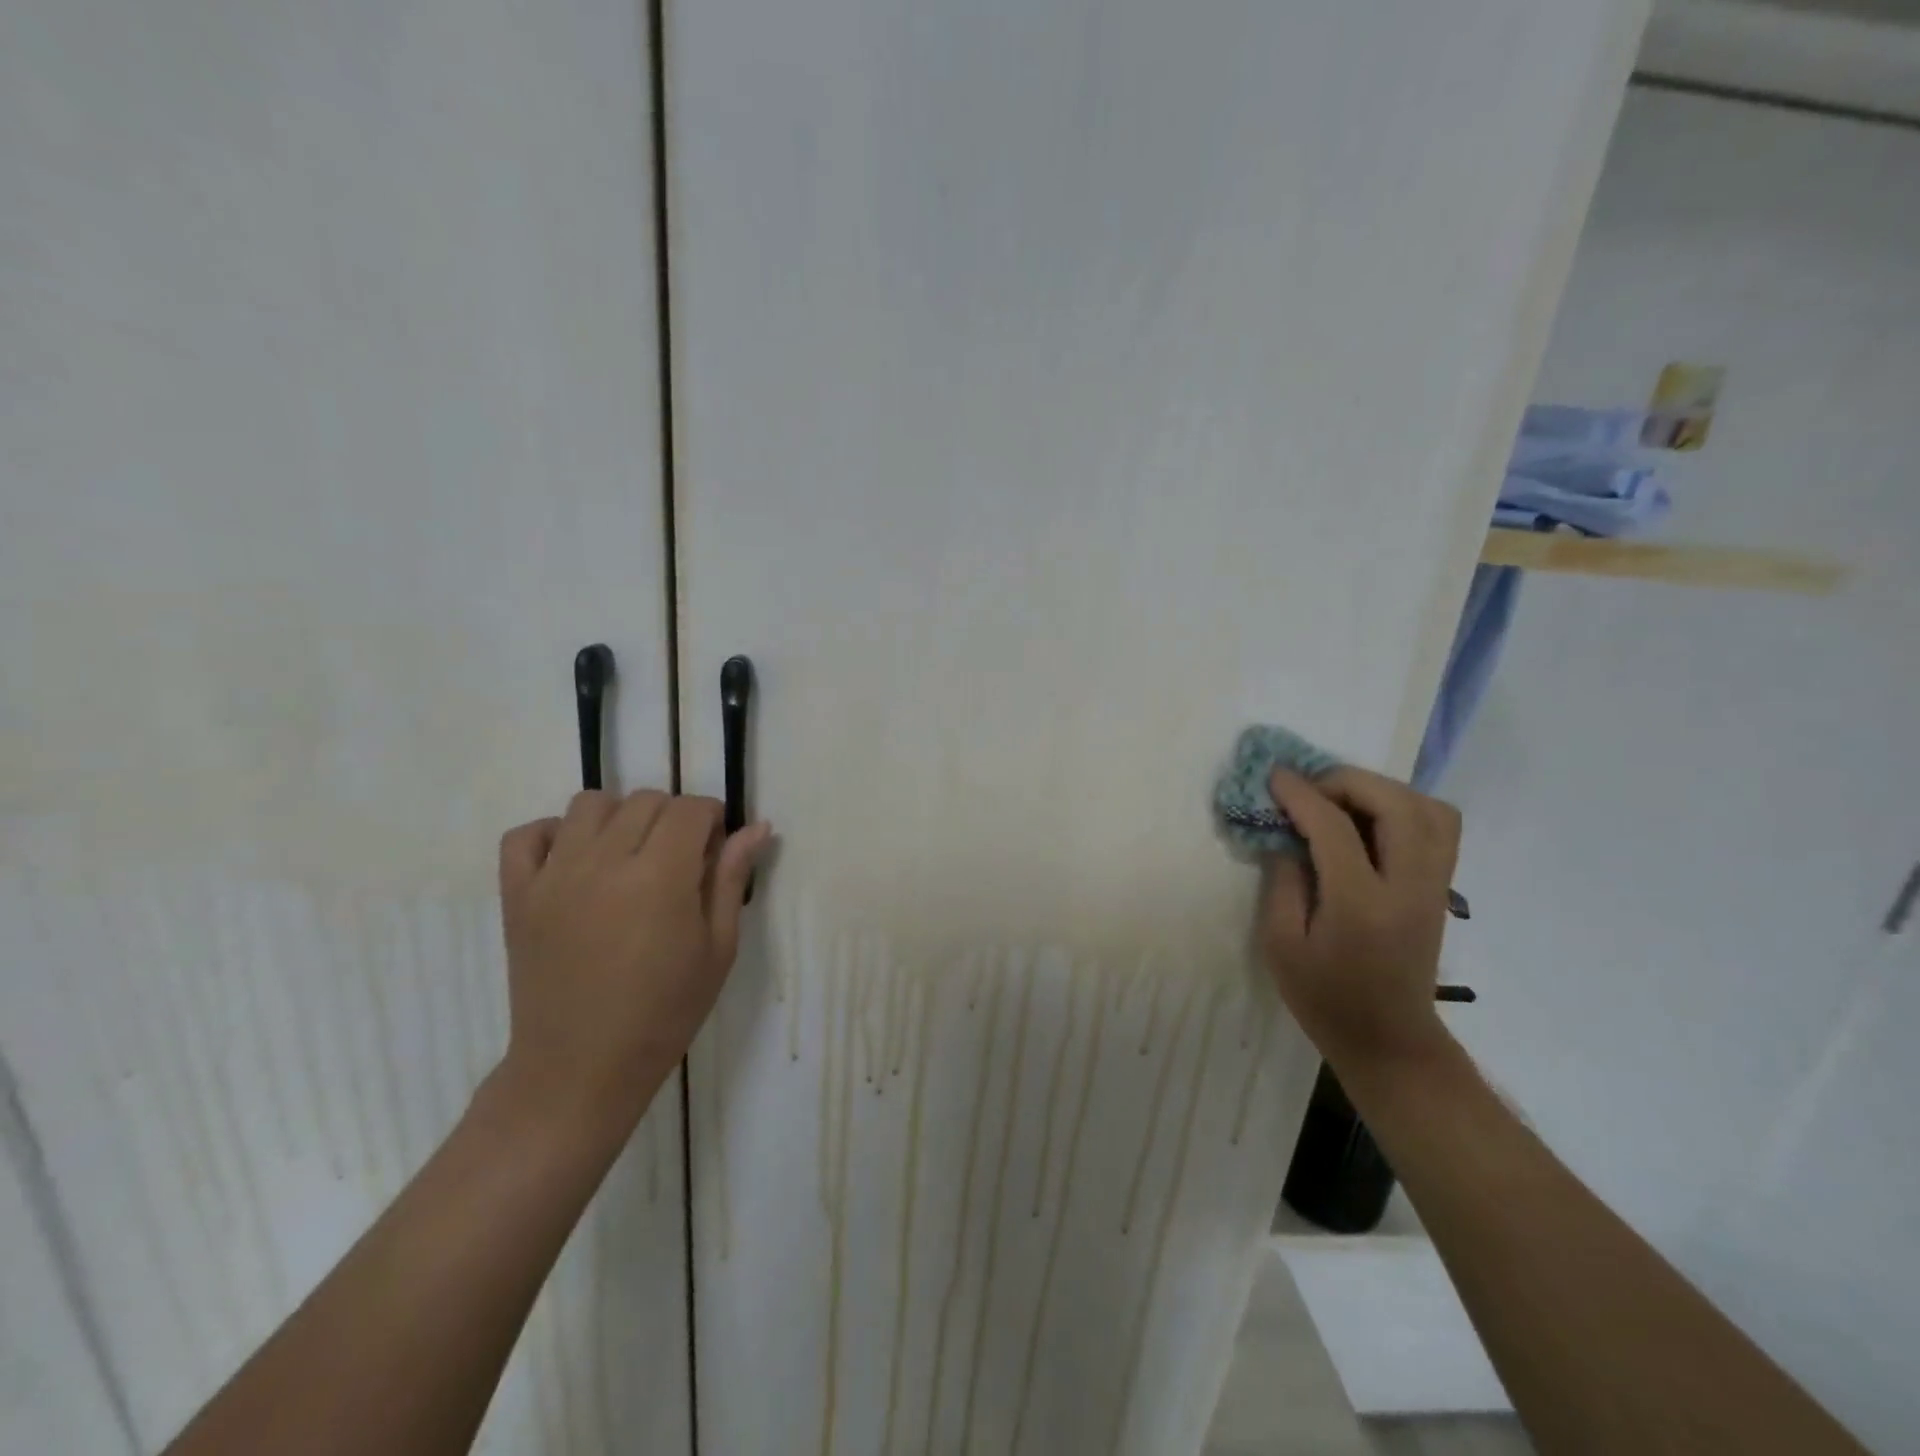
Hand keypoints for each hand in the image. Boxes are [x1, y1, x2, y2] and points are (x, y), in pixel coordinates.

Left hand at [492, 789, 771, 1137]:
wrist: (581, 1069)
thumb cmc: (664, 1012)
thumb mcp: (717, 948)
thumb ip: (731, 879)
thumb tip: (758, 827)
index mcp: (659, 877)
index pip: (689, 809)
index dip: (712, 817)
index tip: (716, 846)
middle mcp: (604, 863)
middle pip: (645, 799)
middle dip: (674, 816)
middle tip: (681, 858)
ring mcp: (553, 876)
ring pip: (589, 803)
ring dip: (620, 816)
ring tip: (631, 854)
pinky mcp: (517, 895)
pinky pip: (526, 835)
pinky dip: (553, 834)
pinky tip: (577, 860)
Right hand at [1257, 767, 1460, 1074]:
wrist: (1388, 1040)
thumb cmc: (1324, 997)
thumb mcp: (1281, 944)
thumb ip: (1282, 882)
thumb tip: (1285, 835)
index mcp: (1362, 905)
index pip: (1334, 827)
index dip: (1301, 794)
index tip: (1274, 775)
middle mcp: (1408, 888)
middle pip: (1395, 804)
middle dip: (1346, 781)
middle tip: (1309, 789)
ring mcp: (1434, 887)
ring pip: (1427, 808)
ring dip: (1380, 790)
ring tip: (1340, 801)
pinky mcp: (1441, 889)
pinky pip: (1439, 826)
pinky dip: (1404, 807)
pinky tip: (1369, 821)